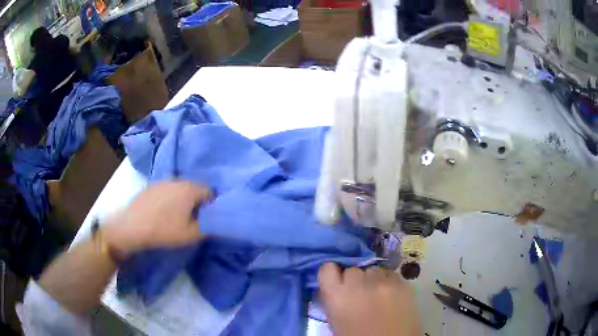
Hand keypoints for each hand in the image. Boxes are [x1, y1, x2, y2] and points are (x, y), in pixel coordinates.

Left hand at [103, 180, 211, 254]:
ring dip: (182, 200)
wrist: (132, 227)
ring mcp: (161, 181)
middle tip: (193, 218)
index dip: (211, 205)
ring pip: (179, 189)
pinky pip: (166, 190)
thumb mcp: (191, 235)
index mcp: (189, 189)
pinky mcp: (150, 186)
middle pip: (194, 188)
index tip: (206, 218)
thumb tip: (213, 221)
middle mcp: (177, 180)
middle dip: (197, 201)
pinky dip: (169, 199)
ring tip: (176, 216)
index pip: (209, 192)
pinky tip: (162, 213)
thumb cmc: (164, 230)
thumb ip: (208, 226)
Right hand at [318, 263, 419, 335]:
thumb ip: (333, 301)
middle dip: (355, 280)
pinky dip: (388, 282)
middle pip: (352, 269)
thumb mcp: (336, 322)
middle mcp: (359, 284)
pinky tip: (391, 295)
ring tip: (377, 295)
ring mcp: (382, 282)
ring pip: (373, 269)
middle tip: (359, 294)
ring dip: (372, 280)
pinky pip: (391, 274)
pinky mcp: (402, 284)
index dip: (332, 274)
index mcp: (337, 296)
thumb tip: (335, 288)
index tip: (337, 281)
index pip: (327, 269)